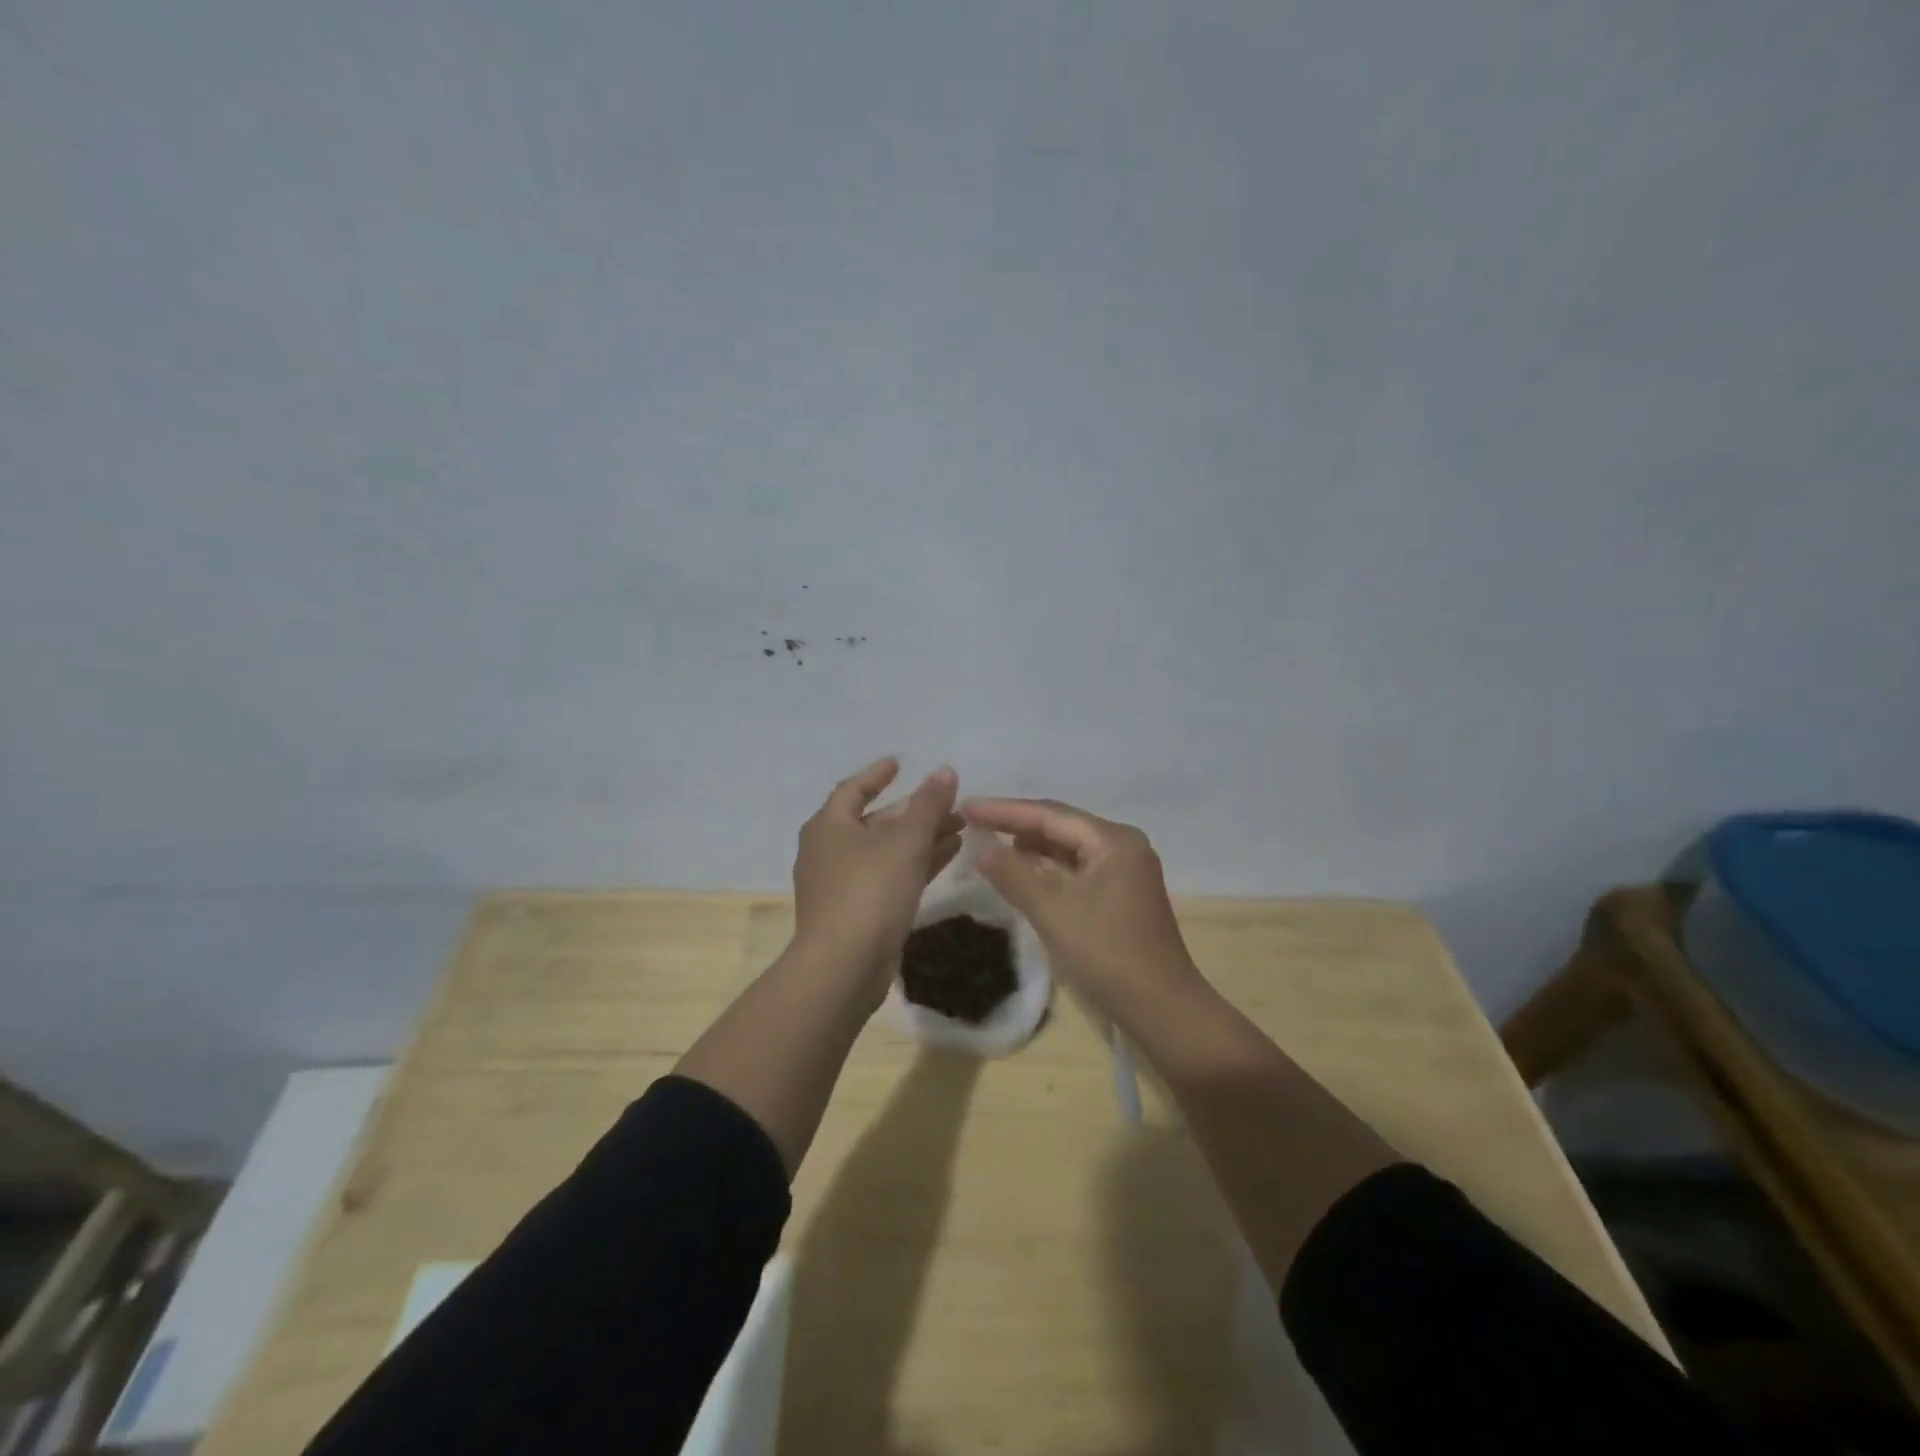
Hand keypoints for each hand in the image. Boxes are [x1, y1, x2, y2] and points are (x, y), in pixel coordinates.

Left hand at [791, 758, 961, 999]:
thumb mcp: (905, 842)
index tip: (900, 764)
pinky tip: (949, 856)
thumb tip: (945, 770)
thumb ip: (928, 805)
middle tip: (948, 803)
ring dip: (921, 838)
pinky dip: (916, 864)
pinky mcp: (856, 913)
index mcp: (829, 826)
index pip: (853, 789)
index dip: (877, 775)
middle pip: (874, 821)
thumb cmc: (870, 891)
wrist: (843, 967)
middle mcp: (829, 851)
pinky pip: (889, 877)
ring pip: (886, 851)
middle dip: (913, 811)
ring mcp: (841, 885)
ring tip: (960, 827)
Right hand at [962, 797, 1202, 1019]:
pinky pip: (1075, 873)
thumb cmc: (1106, 953)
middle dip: (1016, 827)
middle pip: (1060, 827)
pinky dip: (1046, 874)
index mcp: (1113, 840)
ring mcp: (1124, 873)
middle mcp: (1122, 847)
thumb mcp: (1051, 910)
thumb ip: (1012, 873)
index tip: (966, 807)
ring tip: (988, 847)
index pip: (1050, 814)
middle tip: (972, 825)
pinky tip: (1019, 876)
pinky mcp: (1120, 898)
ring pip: (1067, 852)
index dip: (1004, 810)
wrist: (1161, 1010)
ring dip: (1030, 852)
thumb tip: (978, 846)